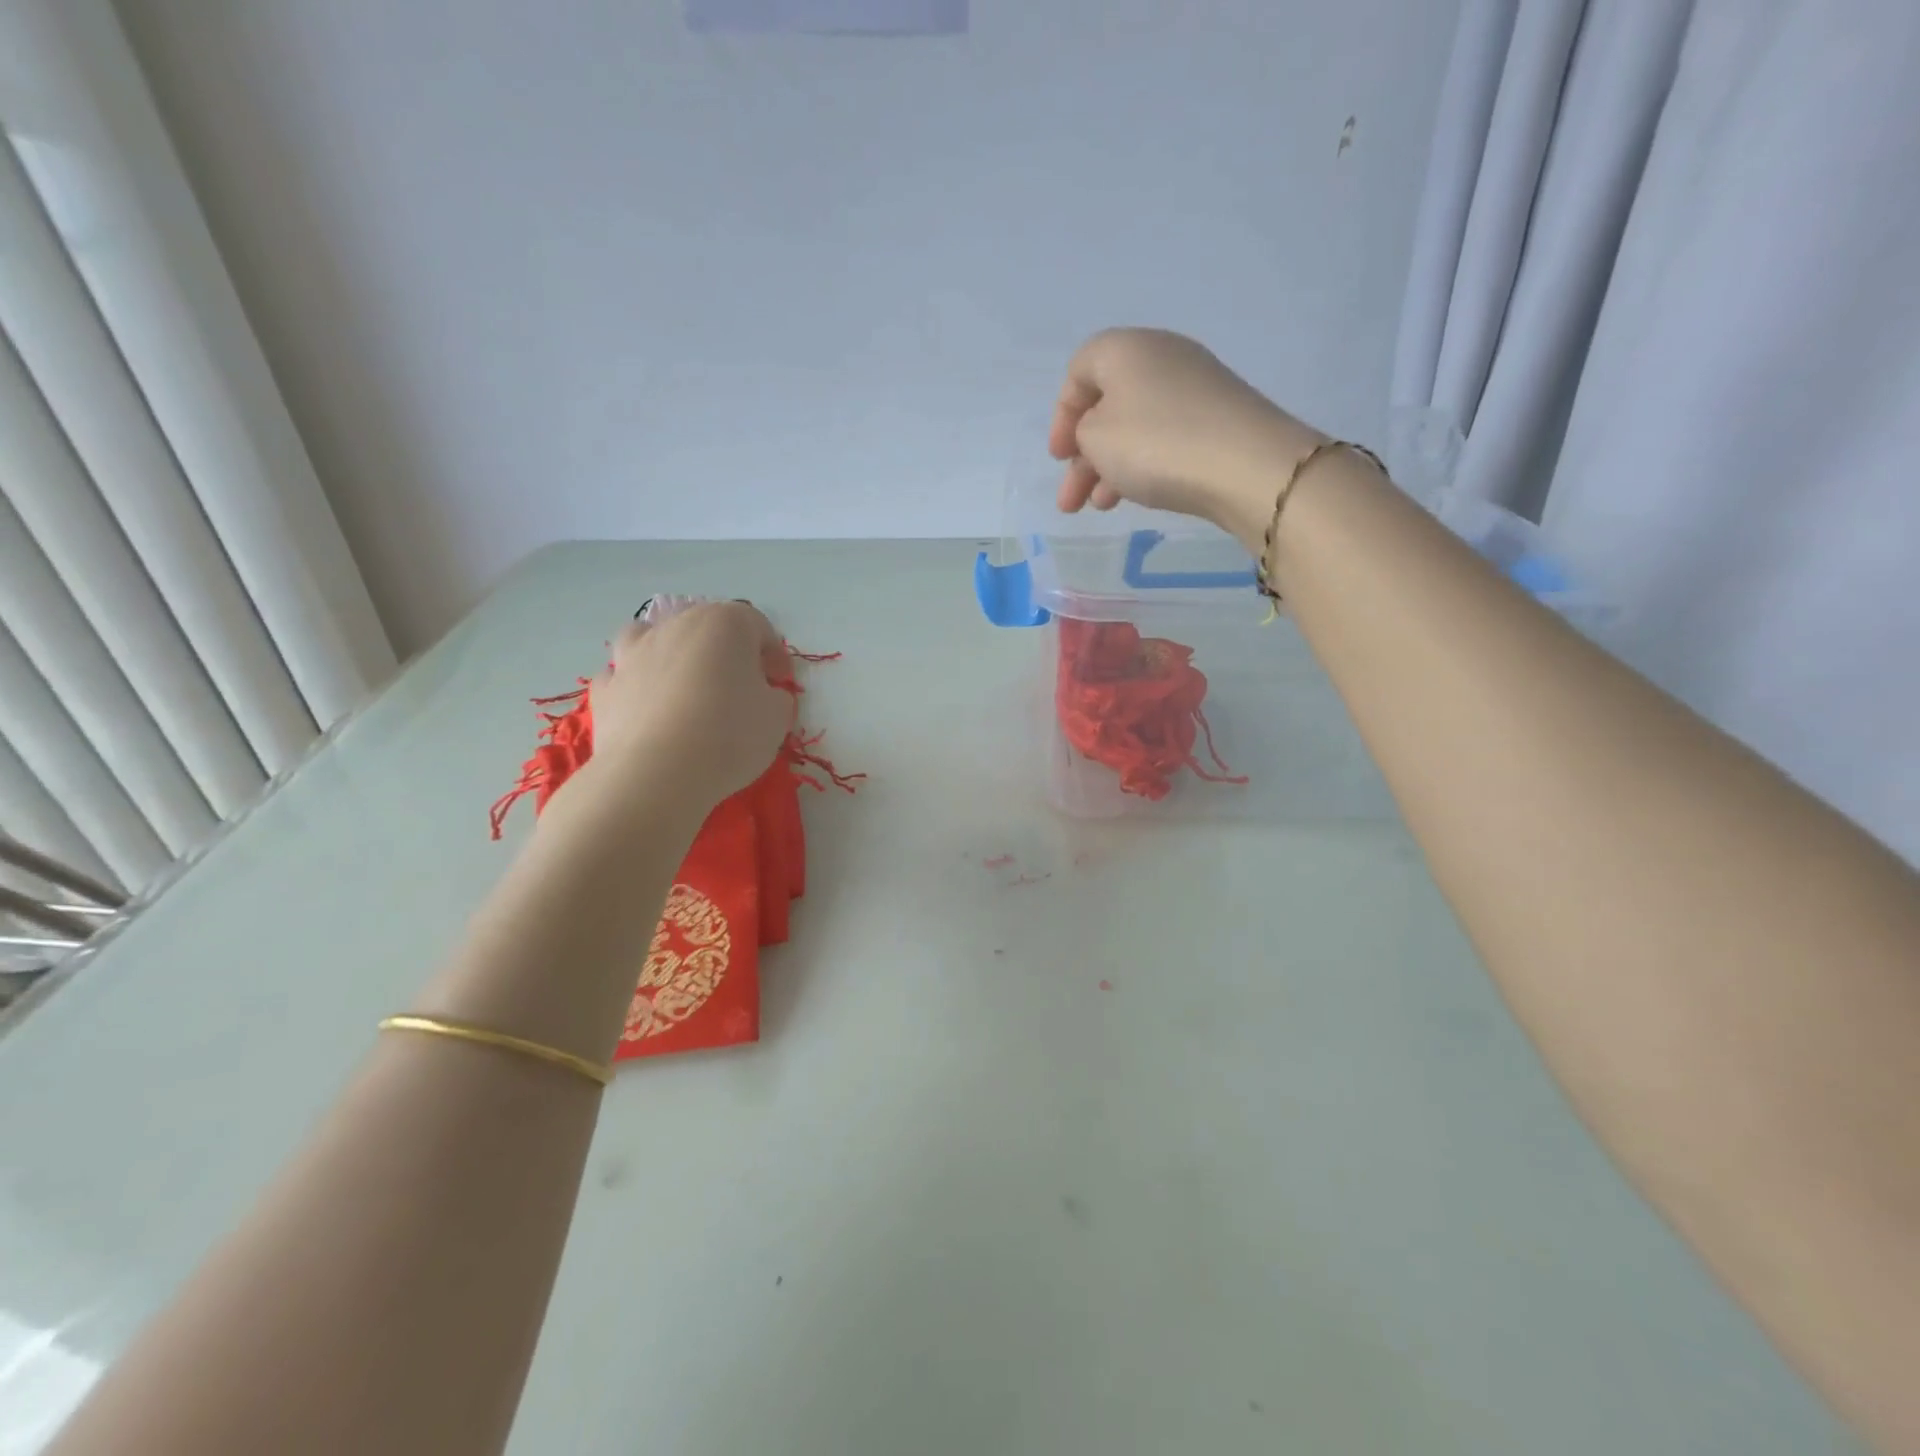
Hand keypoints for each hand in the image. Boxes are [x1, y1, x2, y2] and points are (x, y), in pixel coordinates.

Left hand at [583, 601, 793, 811]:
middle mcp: (676, 626)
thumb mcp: (777, 718)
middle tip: (740, 689)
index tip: (780, 684)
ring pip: (656, 638)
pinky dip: (639, 685)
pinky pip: (626, 675)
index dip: (774, 655)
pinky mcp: (606, 687)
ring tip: (686, 687)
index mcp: (725, 624)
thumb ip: (775, 696)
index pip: (758, 626)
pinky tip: (650, 711)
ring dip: (673, 655)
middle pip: (707, 627)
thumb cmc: (729, 736)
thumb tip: (764, 694)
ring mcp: (634, 653)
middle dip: (727, 653)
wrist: (655, 774)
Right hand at [1049, 329, 1324, 550]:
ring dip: (1109, 468)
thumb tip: (1100, 432)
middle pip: (1107, 404)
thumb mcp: (1096, 438)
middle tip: (1070, 499)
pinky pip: (1165, 438)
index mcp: (1127, 348)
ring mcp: (1195, 387)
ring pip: (1135, 427)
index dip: (1062, 415)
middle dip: (1082, 454)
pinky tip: (1134, 496)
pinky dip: (1142, 465)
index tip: (1059, 456)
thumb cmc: (1156, 444)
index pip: (1079, 369)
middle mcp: (1162, 356)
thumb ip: (1083, 432)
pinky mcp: (1218, 418)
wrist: (1246, 466)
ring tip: (1099, 507)